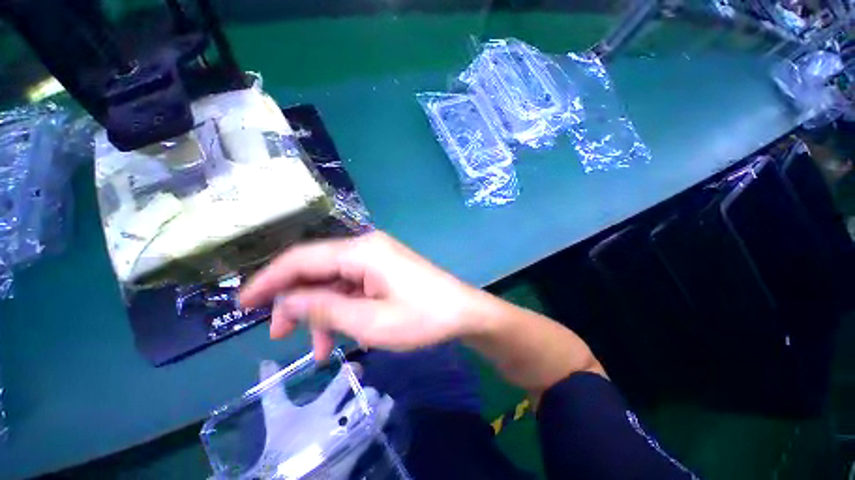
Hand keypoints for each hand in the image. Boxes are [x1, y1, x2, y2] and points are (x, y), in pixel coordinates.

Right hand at [239, 231, 484, 359]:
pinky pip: (353, 286)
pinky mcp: (385, 269)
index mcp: (361, 251)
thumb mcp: (368, 322)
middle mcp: (366, 247)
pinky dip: (342, 309)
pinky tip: (340, 335)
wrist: (462, 312)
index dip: (269, 280)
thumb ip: (323, 309)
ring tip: (317, 348)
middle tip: (280, 335)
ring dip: (321, 312)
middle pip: (317, 269)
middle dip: (296, 301)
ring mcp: (377, 257)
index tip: (243, 303)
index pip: (302, 259)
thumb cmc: (421, 318)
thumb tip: (285, 302)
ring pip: (335, 281)